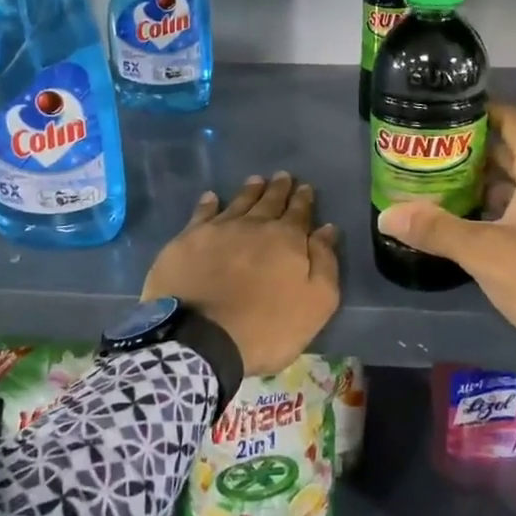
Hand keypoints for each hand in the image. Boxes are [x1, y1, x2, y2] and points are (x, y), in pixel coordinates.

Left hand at [143, 172, 340, 376]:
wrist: (201, 339)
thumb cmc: (267, 327)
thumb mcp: (316, 302)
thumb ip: (325, 262)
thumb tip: (327, 229)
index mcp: (287, 239)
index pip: (299, 212)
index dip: (303, 199)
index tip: (305, 187)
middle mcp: (253, 225)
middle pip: (269, 201)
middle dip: (278, 189)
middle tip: (282, 176)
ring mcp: (218, 230)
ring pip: (238, 202)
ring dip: (250, 191)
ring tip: (255, 180)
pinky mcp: (187, 241)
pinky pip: (201, 214)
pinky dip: (208, 204)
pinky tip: (211, 197)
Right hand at [376, 103, 515, 401]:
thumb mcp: (485, 253)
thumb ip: (436, 230)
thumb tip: (385, 214)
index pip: (515, 122)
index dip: (484, 111)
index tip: (448, 112)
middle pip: (515, 151)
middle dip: (475, 149)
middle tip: (433, 151)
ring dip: (486, 181)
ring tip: (443, 183)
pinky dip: (500, 207)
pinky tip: (471, 222)